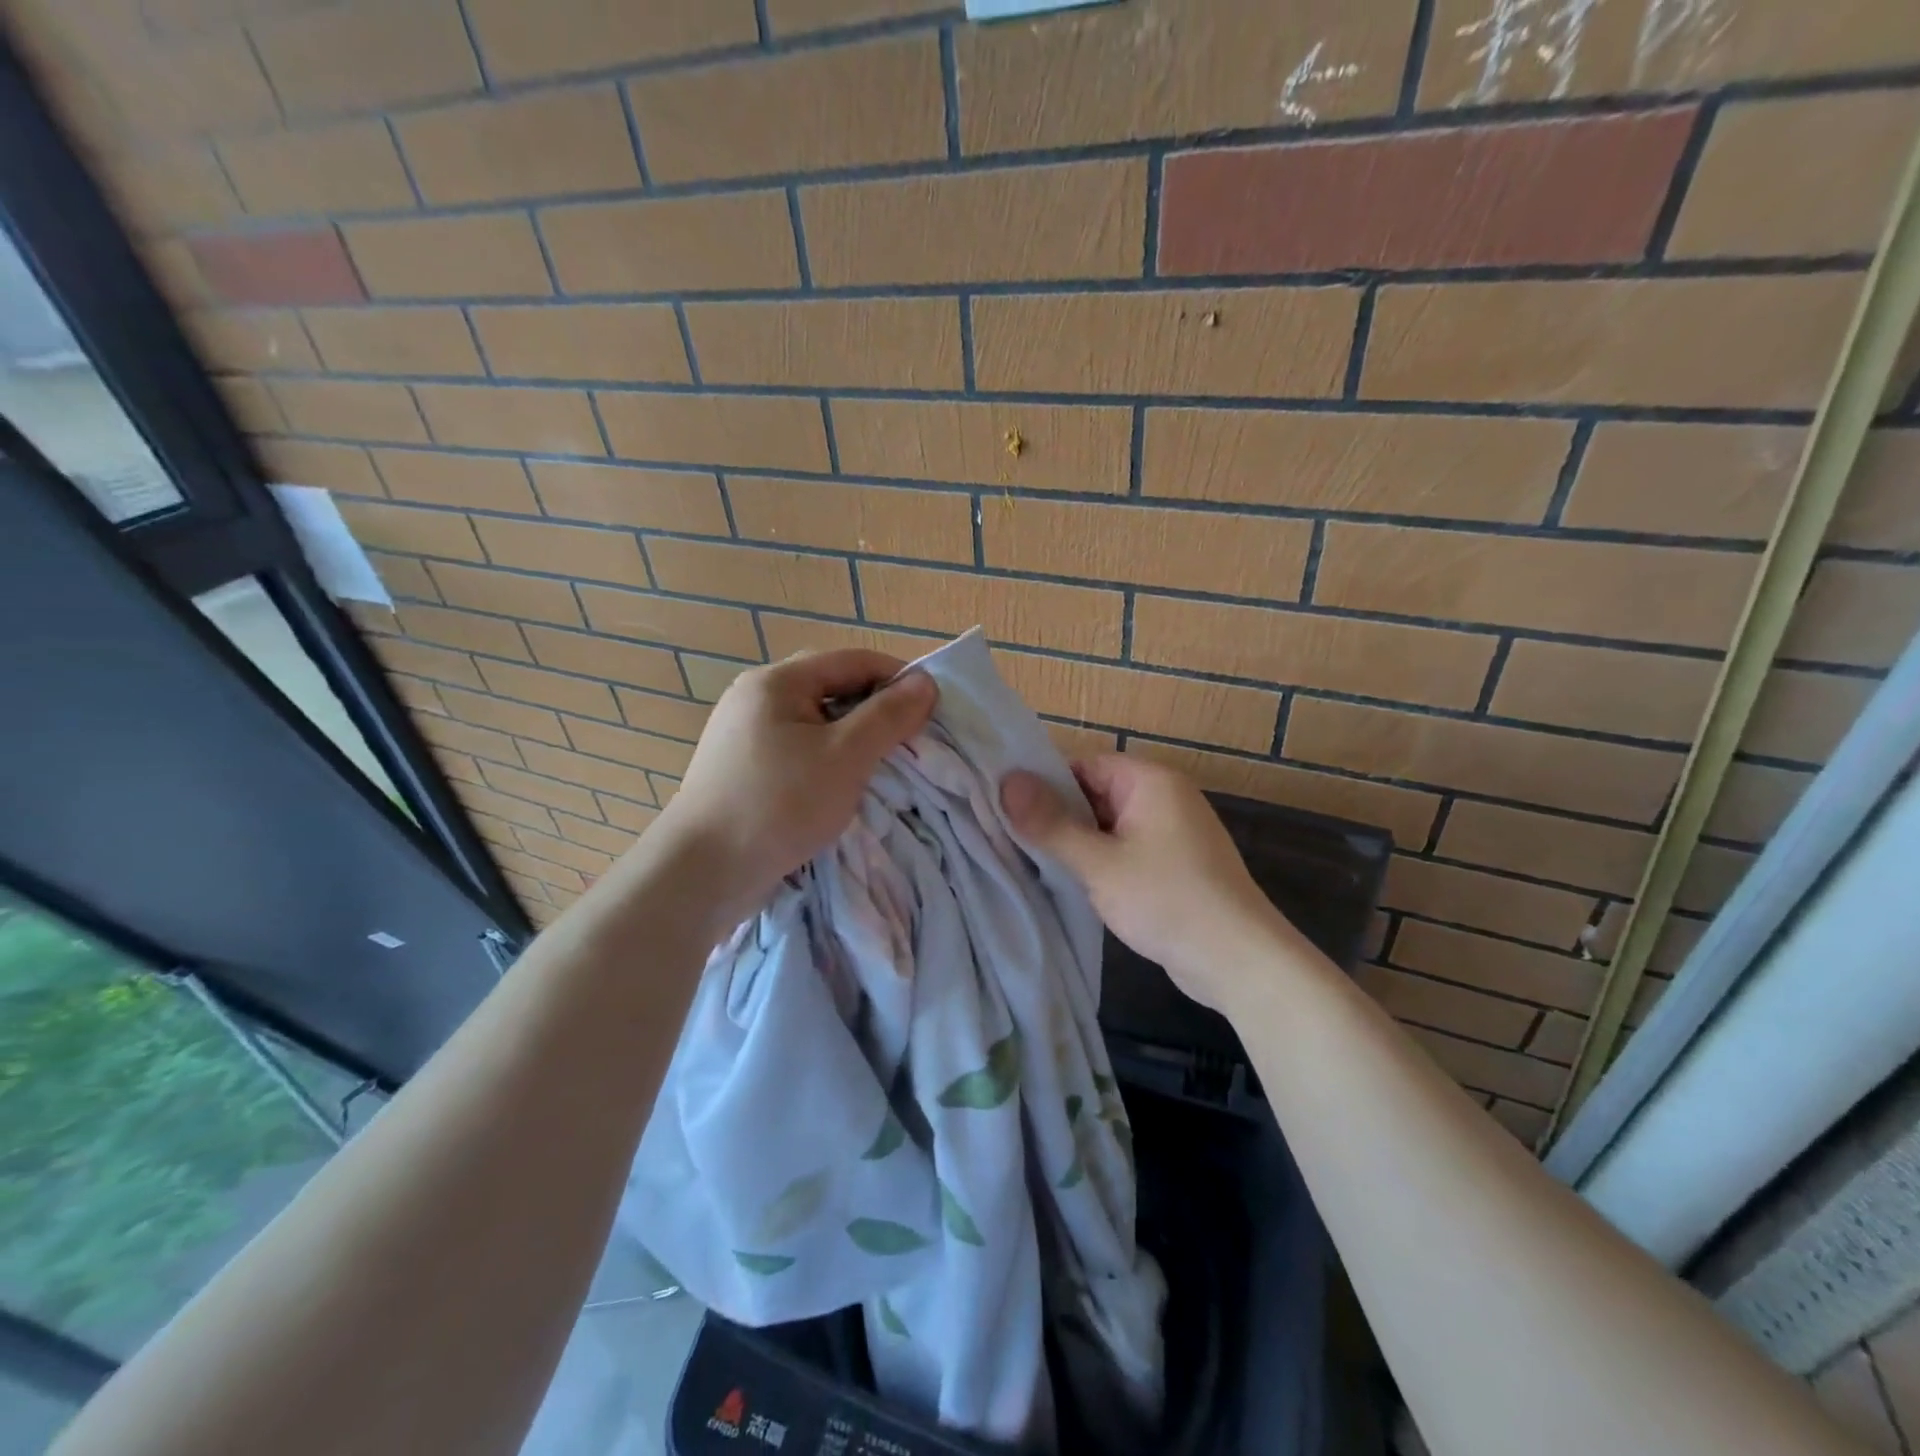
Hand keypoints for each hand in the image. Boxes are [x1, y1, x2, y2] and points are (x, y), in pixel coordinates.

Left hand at [650, 650, 936, 934]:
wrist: (702, 872)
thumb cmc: (779, 803)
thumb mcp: (846, 756)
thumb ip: (888, 716)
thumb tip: (926, 682)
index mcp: (777, 681)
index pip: (853, 660)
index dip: (898, 678)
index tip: (933, 708)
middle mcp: (756, 698)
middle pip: (832, 688)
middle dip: (876, 710)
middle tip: (911, 740)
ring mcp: (744, 735)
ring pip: (816, 723)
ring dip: (854, 738)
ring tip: (884, 765)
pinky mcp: (743, 769)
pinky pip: (798, 750)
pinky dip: (828, 760)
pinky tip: (843, 786)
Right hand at [1001, 755, 1306, 1011]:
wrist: (1238, 959)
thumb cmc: (1166, 900)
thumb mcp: (1098, 863)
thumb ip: (1050, 823)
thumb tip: (1006, 781)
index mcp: (1150, 781)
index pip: (1083, 765)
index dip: (1044, 784)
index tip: (1007, 810)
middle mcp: (1164, 796)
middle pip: (1095, 793)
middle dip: (1058, 816)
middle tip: (1012, 840)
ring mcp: (1173, 831)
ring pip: (1109, 824)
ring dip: (1078, 842)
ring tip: (1034, 862)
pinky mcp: (1176, 862)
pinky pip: (1126, 847)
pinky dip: (1101, 860)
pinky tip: (1073, 882)